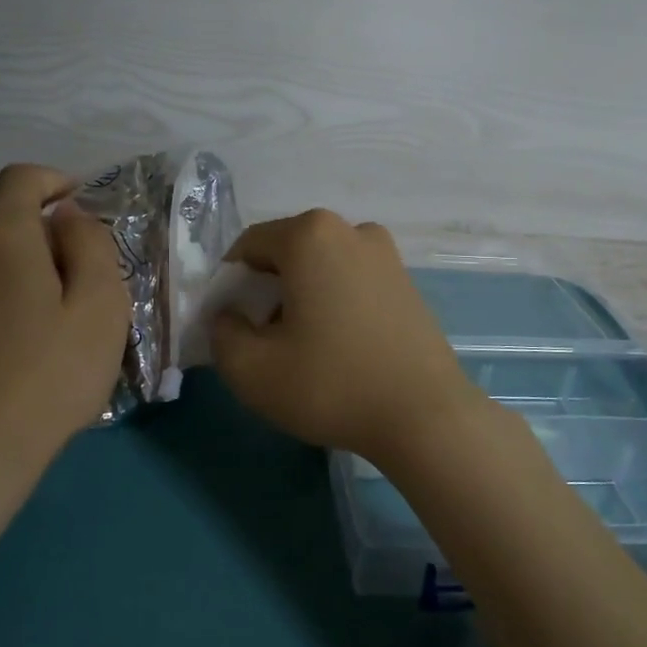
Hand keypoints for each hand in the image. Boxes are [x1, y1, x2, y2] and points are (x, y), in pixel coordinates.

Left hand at [0, 164, 130, 474]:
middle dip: (23, 209)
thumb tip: (67, 215)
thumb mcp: (101, 306)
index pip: (21, 177)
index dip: (52, 180)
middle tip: (55, 248)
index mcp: (2, 234)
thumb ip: (91, 244)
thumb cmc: (50, 376)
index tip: (75, 203)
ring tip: (16, 276)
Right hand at [207, 209, 492, 465]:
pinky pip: (352, 280)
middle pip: (286, 253)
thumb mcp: (251, 369)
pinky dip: (335, 302)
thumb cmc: (331, 385)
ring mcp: (386, 254)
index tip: (232, 327)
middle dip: (266, 290)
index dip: (230, 286)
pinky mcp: (407, 281)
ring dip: (301, 297)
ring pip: (320, 267)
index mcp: (310, 235)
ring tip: (305, 347)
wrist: (425, 417)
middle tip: (266, 341)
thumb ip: (221, 332)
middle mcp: (351, 230)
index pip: (247, 247)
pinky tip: (341, 346)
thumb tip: (229, 316)